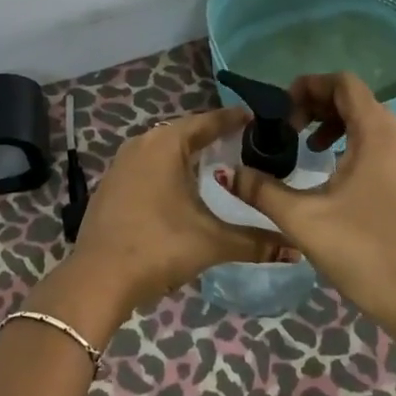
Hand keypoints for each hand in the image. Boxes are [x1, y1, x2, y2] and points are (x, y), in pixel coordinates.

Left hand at [68, 106, 280, 315]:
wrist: (98, 278)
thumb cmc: (158, 248)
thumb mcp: (211, 242)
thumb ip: (256, 242)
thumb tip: (297, 250)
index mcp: (165, 144)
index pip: (207, 122)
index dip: (232, 120)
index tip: (255, 118)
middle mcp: (142, 144)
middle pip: (184, 133)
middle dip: (212, 136)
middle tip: (242, 142)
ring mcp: (121, 163)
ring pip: (163, 149)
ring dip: (188, 154)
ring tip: (217, 162)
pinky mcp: (111, 183)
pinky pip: (147, 164)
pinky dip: (168, 168)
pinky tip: (182, 187)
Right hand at [230, 72, 395, 352]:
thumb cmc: (362, 251)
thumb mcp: (303, 219)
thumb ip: (262, 190)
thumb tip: (229, 173)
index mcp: (376, 134)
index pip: (344, 83)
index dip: (310, 86)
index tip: (283, 109)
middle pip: (355, 99)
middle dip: (318, 104)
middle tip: (289, 127)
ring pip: (368, 121)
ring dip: (334, 123)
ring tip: (306, 144)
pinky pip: (379, 142)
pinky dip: (352, 142)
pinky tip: (331, 169)